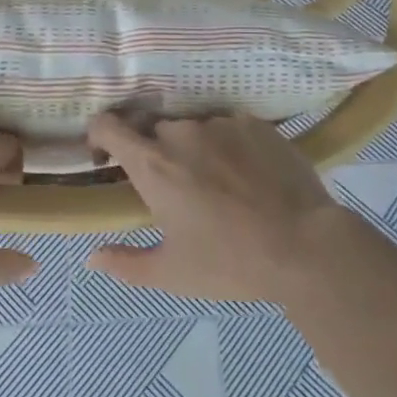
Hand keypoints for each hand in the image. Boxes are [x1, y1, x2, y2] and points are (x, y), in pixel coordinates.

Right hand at [85, 113, 354, 303]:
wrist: (305, 245)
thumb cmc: (230, 262)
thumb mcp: (172, 273)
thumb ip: (126, 264)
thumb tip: (92, 257)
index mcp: (152, 163)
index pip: (107, 125)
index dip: (99, 135)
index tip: (106, 156)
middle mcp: (180, 132)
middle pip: (153, 129)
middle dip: (155, 151)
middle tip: (174, 186)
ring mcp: (220, 122)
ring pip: (193, 128)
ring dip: (193, 148)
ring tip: (218, 183)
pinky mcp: (254, 123)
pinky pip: (228, 127)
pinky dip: (228, 146)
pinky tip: (248, 175)